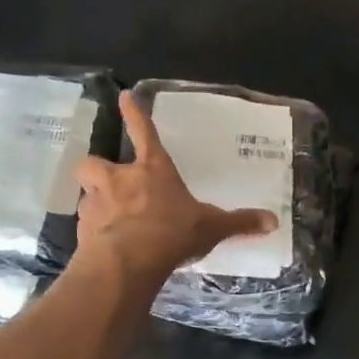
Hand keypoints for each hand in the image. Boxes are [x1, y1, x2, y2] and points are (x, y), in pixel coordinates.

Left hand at [75, 92, 277, 278]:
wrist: (128, 262)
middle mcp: (120, 180)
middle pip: (95, 163)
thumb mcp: (211, 228)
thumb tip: (274, 220)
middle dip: (98, 170)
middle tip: (108, 183)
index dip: (134, 114)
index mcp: (153, 171)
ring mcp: (97, 203)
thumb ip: (239, 223)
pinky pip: (86, 225)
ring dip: (95, 201)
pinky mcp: (84, 230)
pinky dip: (93, 232)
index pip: (143, 134)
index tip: (123, 96)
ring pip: (86, 193)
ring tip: (109, 219)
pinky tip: (105, 246)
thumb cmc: (172, 233)